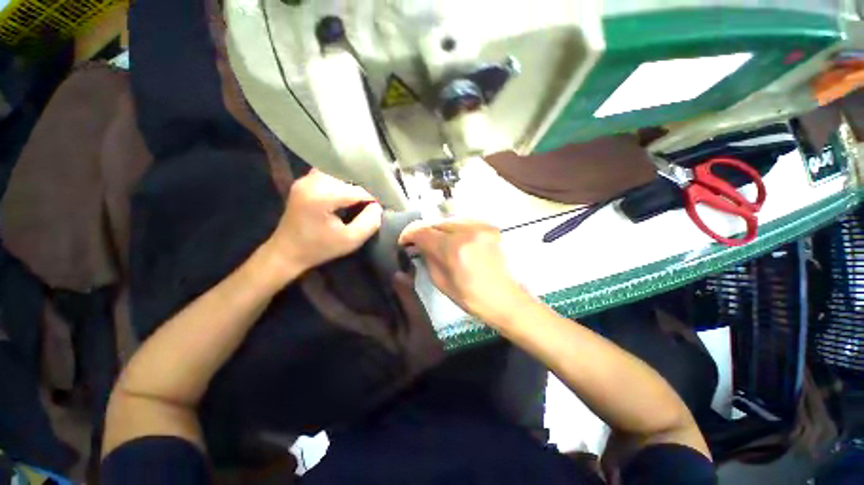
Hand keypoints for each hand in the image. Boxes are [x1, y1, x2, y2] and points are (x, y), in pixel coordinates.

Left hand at [266, 170, 382, 278]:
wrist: (286, 252)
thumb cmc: (319, 249)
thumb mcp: (351, 241)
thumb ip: (369, 222)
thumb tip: (377, 206)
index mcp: (322, 196)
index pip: (358, 190)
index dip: (373, 198)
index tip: (382, 208)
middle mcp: (312, 181)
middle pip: (348, 179)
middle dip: (363, 189)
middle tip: (373, 203)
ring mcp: (305, 180)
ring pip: (338, 174)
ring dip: (352, 184)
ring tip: (363, 197)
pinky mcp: (303, 182)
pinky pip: (328, 174)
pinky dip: (341, 182)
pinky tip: (347, 193)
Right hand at [399, 219, 529, 323]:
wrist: (506, 298)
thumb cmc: (472, 297)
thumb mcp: (441, 282)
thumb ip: (428, 258)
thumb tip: (418, 245)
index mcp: (454, 249)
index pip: (423, 231)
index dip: (409, 234)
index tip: (404, 241)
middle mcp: (468, 231)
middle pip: (436, 222)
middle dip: (425, 231)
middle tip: (420, 242)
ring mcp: (482, 226)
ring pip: (450, 219)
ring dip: (439, 229)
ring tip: (437, 241)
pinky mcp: (490, 226)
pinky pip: (464, 222)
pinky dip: (455, 229)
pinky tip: (454, 239)